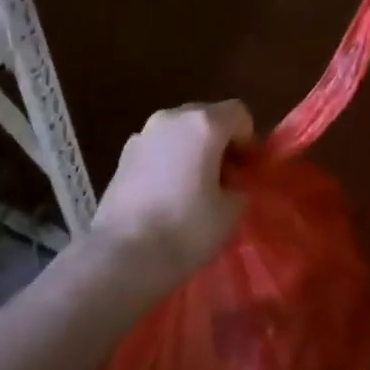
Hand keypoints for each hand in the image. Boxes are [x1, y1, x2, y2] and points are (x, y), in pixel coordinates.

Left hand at [91, 100, 251, 279]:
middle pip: (207, 117)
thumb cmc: (184, 230)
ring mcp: (144, 133)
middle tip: (224, 179)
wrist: (121, 256)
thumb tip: (232, 185)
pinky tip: (166, 194)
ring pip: (180, 131)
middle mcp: (173, 117)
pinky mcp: (123, 154)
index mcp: (203, 124)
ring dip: (192, 149)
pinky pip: (158, 147)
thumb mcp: (230, 213)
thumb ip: (239, 188)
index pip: (238, 113)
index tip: (245, 170)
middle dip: (220, 142)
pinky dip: (168, 160)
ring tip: (193, 187)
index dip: (248, 139)